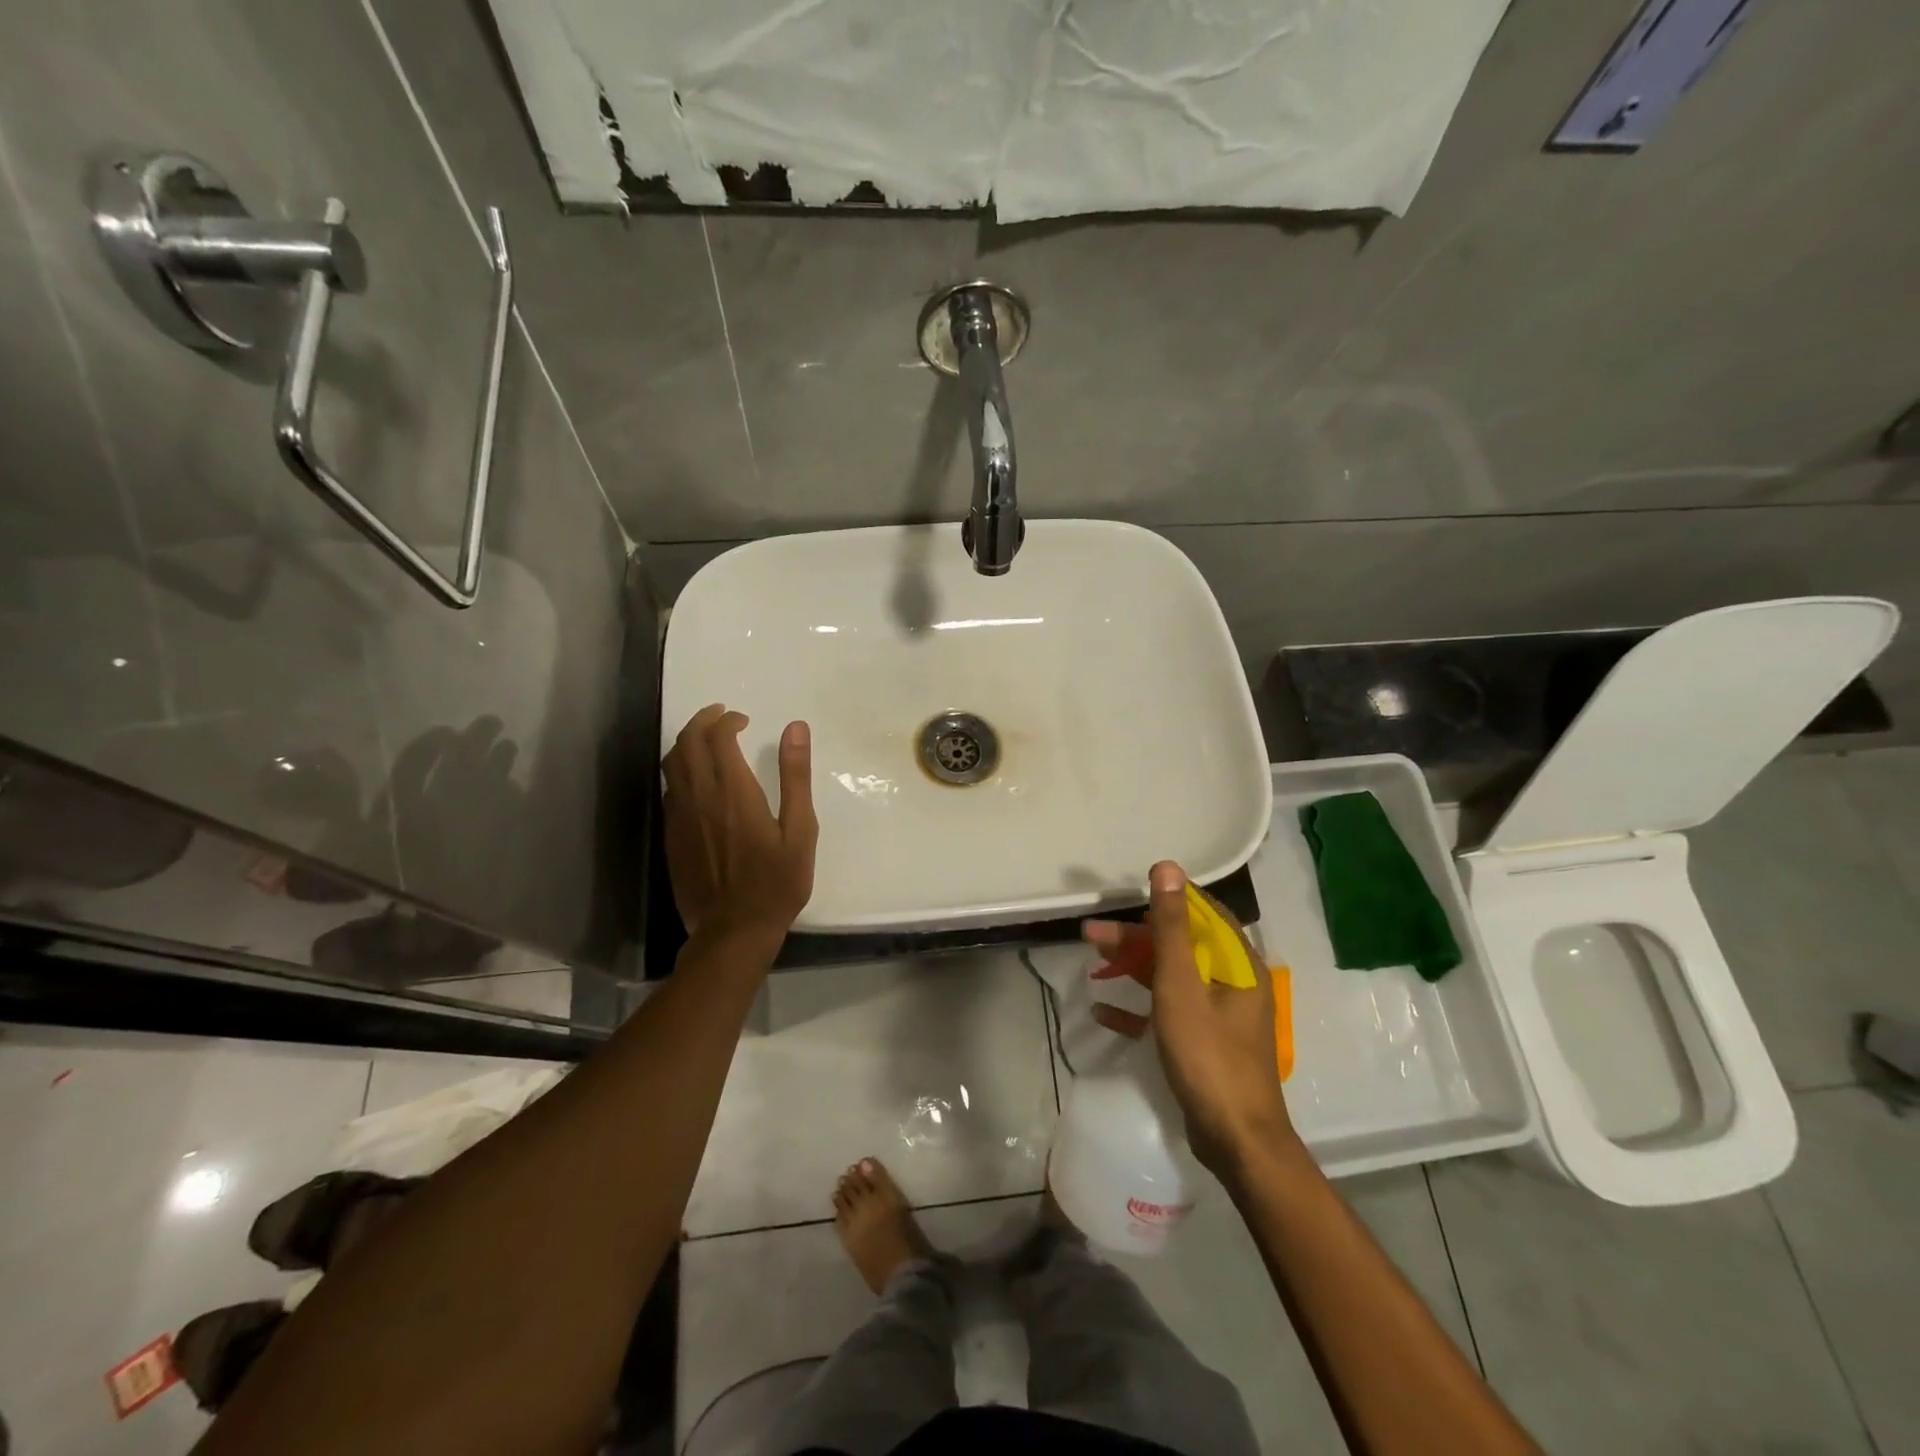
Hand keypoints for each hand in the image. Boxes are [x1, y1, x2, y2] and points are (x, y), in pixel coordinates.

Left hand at [663, 705, 816, 946]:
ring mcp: (680, 816)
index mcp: (734, 792)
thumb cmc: (776, 882)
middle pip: (687, 742)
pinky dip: (680, 770)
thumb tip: (796, 728)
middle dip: (702, 721)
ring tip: (706, 740)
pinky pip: (669, 789)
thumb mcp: (800, 829)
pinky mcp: (671, 835)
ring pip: (671, 764)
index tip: (742, 721)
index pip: (718, 737)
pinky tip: (696, 779)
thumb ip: (795, 776)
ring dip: (686, 742)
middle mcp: (700, 796)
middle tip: (721, 717)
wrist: (733, 930)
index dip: (727, 721)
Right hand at [1084, 861, 1294, 1177]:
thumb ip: (1171, 927)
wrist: (1236, 1141)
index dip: (1166, 899)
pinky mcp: (1202, 1042)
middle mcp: (1230, 983)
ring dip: (1132, 966)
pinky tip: (1103, 1009)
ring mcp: (1217, 1015)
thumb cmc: (1209, 1056)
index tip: (1127, 894)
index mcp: (1236, 963)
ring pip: (1170, 976)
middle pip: (1180, 945)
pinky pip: (1166, 1013)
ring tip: (1091, 957)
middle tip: (1090, 932)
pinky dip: (1137, 1008)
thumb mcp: (1182, 986)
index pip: (1202, 913)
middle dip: (1135, 936)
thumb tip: (1168, 868)